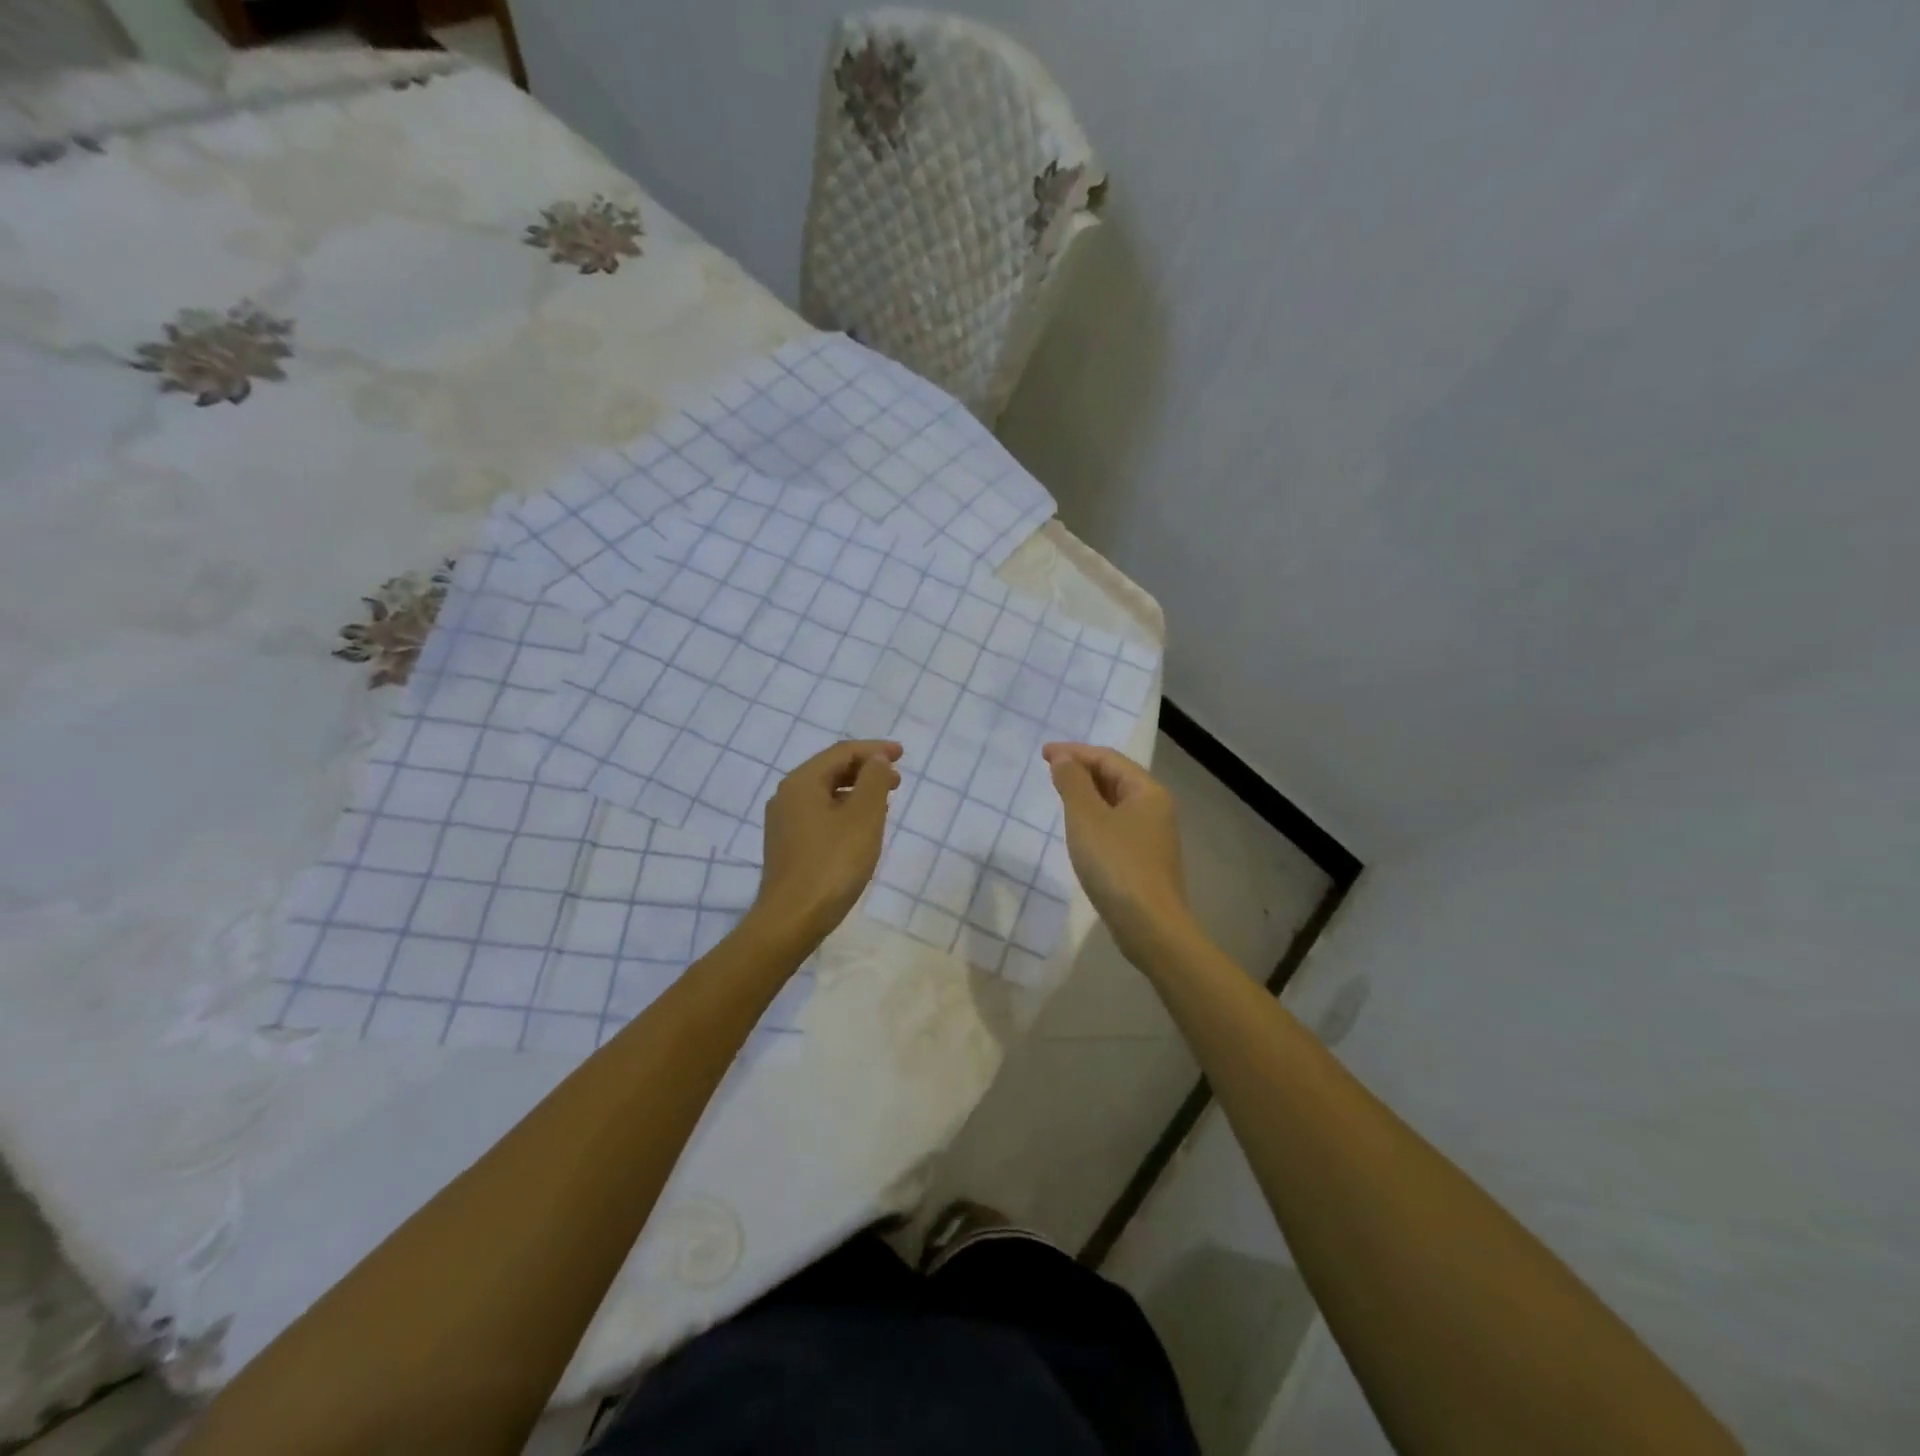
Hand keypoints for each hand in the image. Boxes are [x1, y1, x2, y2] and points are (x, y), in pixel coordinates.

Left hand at [753, 740, 902, 946]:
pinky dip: (844, 811)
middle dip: (866, 771)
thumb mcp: (863, 817)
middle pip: (831, 770)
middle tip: (897, 781)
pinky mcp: (787, 845)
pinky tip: (861, 828)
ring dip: (857, 792)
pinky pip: (820, 814)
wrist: (792, 919)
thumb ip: (874, 780)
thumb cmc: (832, 863)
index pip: (842, 752)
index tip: (902, 754)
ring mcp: (784, 822)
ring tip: (884, 803)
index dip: (874, 749)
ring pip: (825, 793)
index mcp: (802, 782)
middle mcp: (787, 795)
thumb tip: (877, 759)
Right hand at [1043, 743, 1195, 965]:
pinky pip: (1117, 826)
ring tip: (1061, 796)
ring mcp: (1154, 836)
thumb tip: (1064, 757)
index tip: (1043, 753)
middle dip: (1082, 770)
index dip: (1074, 752)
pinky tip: (1080, 831)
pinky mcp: (1146, 861)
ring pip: (1117, 803)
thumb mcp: (1087, 818)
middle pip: (1116, 777)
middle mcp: (1156, 808)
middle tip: (1050, 771)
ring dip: (1088, 794)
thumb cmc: (1116, 864)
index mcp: (1147, 791)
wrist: (1149, 926)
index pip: (1108, 758)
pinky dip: (1096, 818)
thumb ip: (1073, 783)